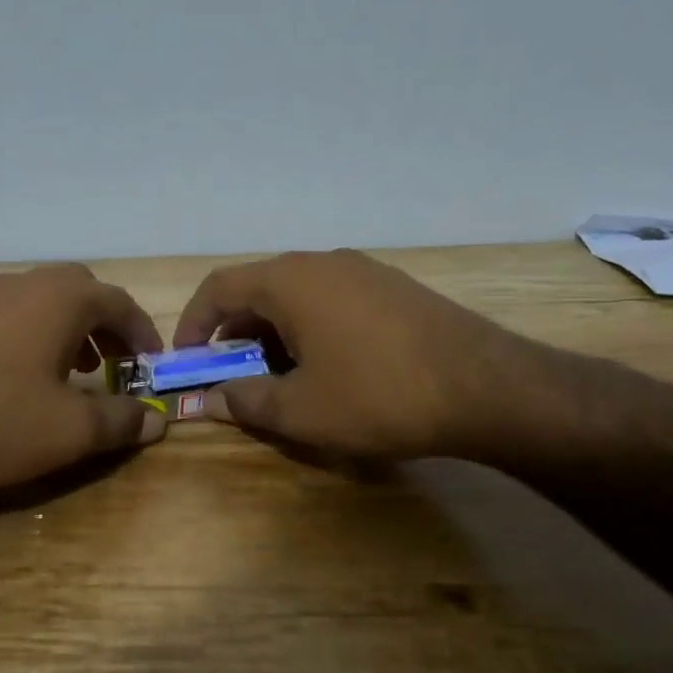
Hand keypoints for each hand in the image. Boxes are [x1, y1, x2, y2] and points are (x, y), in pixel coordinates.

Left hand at [0, 263, 165, 491]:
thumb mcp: (70, 430)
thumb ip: (120, 421)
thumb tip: (156, 419)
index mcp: (61, 298)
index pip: (120, 303)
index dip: (144, 334)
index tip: (153, 365)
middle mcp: (25, 284)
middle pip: (83, 293)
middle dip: (107, 327)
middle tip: (117, 365)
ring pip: (46, 302)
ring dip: (72, 331)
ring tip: (78, 373)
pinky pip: (15, 315)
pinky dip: (38, 336)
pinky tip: (28, 378)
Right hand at [173, 249, 591, 468]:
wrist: (486, 387)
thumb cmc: (378, 396)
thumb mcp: (300, 410)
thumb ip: (245, 400)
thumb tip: (209, 400)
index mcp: (290, 281)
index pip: (219, 288)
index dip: (193, 323)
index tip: (186, 361)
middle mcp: (322, 262)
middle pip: (258, 290)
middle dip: (234, 334)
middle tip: (231, 377)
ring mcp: (363, 271)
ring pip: (296, 296)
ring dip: (272, 334)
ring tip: (278, 378)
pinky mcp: (392, 287)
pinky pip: (331, 301)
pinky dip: (309, 329)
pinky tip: (327, 368)